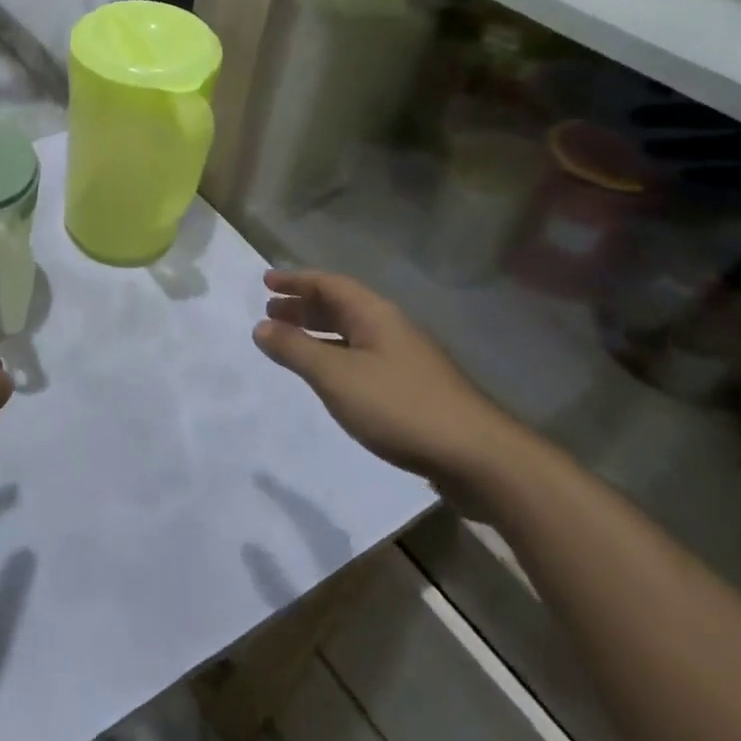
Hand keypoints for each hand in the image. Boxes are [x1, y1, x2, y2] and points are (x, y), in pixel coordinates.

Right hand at [254, 270, 522, 498]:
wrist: (480, 459)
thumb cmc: (400, 406)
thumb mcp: (336, 376)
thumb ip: (295, 350)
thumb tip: (260, 327)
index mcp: (374, 315)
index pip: (329, 284)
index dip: (296, 281)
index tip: (265, 282)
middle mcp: (391, 329)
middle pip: (341, 307)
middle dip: (304, 307)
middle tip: (271, 313)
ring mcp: (407, 360)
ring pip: (353, 335)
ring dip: (319, 334)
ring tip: (292, 345)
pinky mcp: (416, 391)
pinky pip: (364, 359)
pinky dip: (337, 358)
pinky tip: (330, 380)